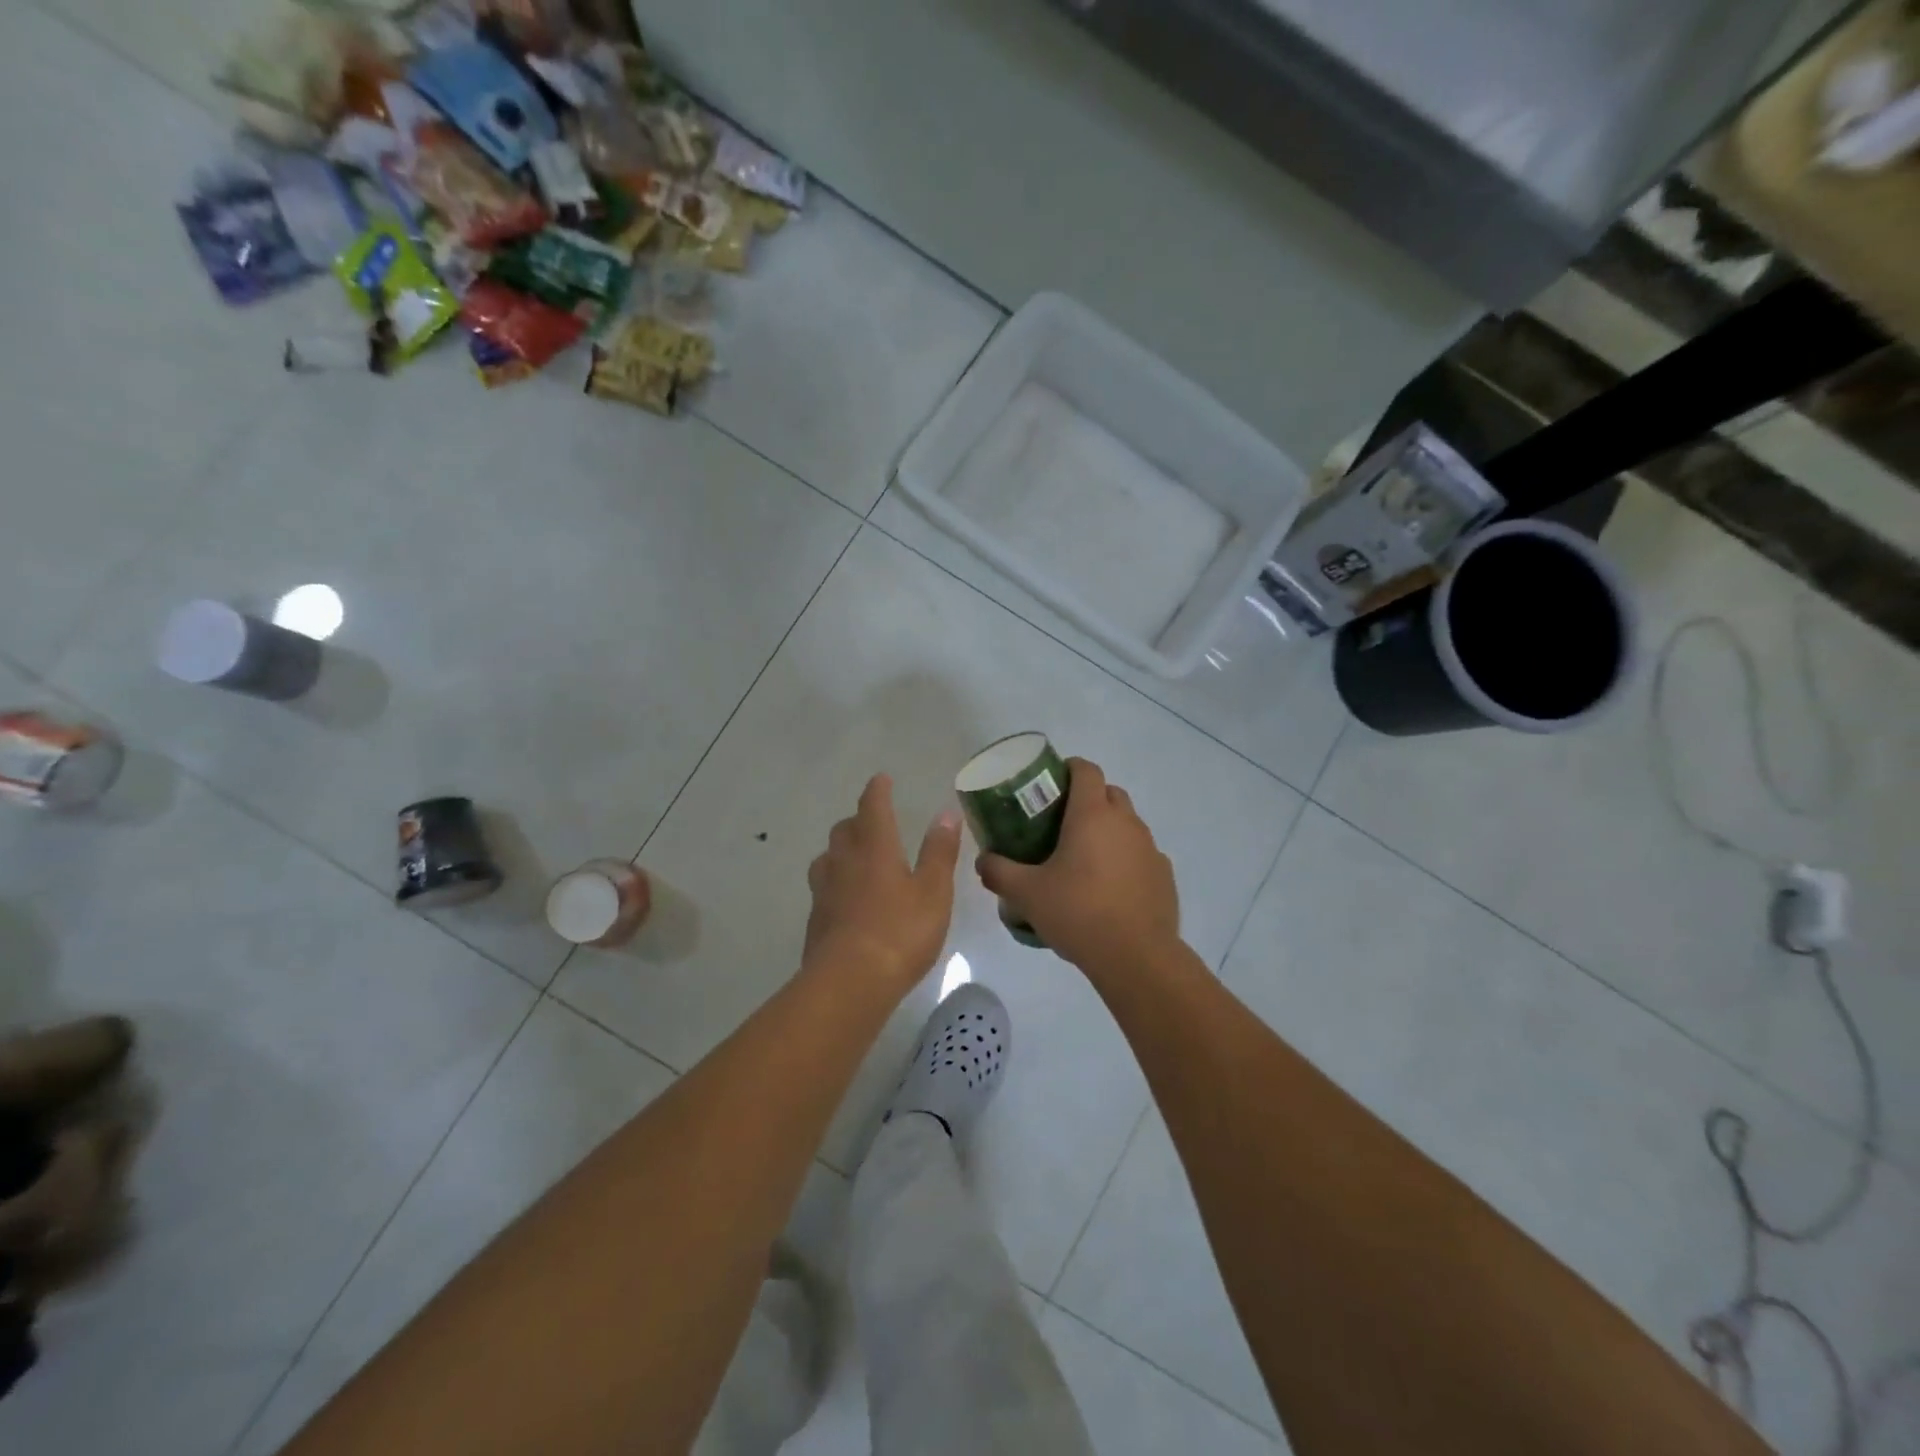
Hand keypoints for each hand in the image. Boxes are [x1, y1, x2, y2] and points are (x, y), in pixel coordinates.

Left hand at [804, 775, 962, 993]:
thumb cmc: (900, 932)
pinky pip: (824, 888)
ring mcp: (824, 891)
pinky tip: (846, 899)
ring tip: (856, 857)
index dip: (878, 791)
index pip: (873, 807)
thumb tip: (945, 813)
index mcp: (874, 848)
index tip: (881, 779)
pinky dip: (836, 882)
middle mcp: (844, 861)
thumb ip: (939, 852)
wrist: (849, 983)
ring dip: (842, 850)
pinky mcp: (816, 920)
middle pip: (845, 830)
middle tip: (873, 821)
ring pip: (828, 858)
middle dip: (858, 820)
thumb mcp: (933, 891)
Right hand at [976, 758, 1179, 972]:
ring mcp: (1150, 848)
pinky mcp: (1163, 874)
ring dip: (1108, 830)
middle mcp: (1126, 822)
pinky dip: (1125, 858)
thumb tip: (982, 861)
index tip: (1051, 783)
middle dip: (1088, 798)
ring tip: (1084, 858)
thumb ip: (999, 872)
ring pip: (1127, 823)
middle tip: (1061, 823)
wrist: (1136, 957)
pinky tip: (1109, 886)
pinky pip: (1141, 854)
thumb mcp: (1027, 894)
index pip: (1086, 769)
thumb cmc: (1078, 913)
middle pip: (1109, 792)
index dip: (1069, 768)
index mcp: (1092, 815)